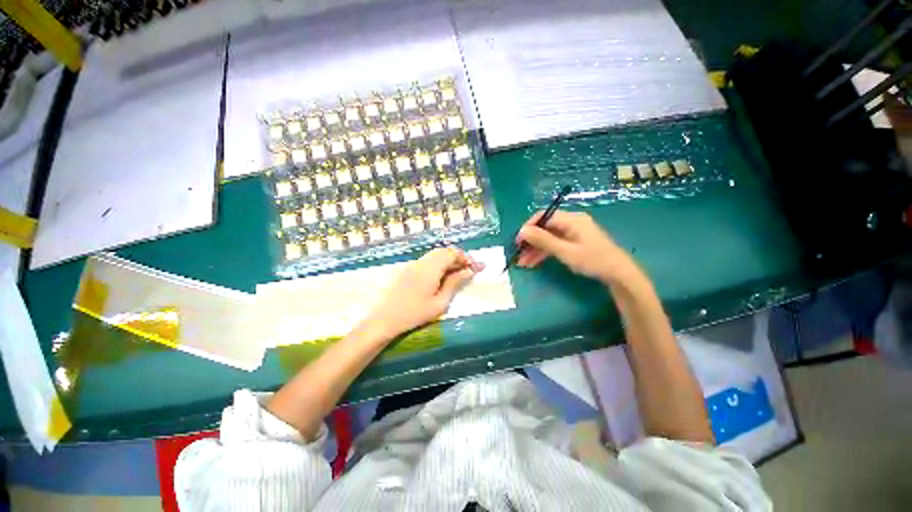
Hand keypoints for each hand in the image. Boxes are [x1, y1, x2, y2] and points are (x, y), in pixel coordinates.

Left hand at [364, 247, 483, 338]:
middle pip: (444, 251)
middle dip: (459, 258)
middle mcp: (423, 261)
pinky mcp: (408, 269)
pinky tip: (442, 276)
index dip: (466, 258)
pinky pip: (428, 260)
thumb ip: (455, 283)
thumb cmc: (415, 313)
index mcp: (431, 268)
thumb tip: (469, 271)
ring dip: (449, 260)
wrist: (385, 319)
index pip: (452, 253)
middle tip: (469, 270)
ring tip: (458, 273)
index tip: (476, 267)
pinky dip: (439, 264)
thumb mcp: (440, 302)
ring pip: (436, 255)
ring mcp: (414, 264)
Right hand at [515, 211, 636, 283]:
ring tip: (523, 263)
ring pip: (548, 237)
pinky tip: (534, 262)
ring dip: (535, 249)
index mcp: (571, 219)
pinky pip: (554, 243)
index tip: (518, 241)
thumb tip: (522, 231)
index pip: (543, 217)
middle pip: (544, 228)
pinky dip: (544, 252)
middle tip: (519, 254)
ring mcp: (572, 232)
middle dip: (530, 242)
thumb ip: (543, 240)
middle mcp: (570, 222)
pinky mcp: (573, 241)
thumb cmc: (593, 260)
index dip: (528, 228)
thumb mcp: (565, 251)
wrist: (618, 273)